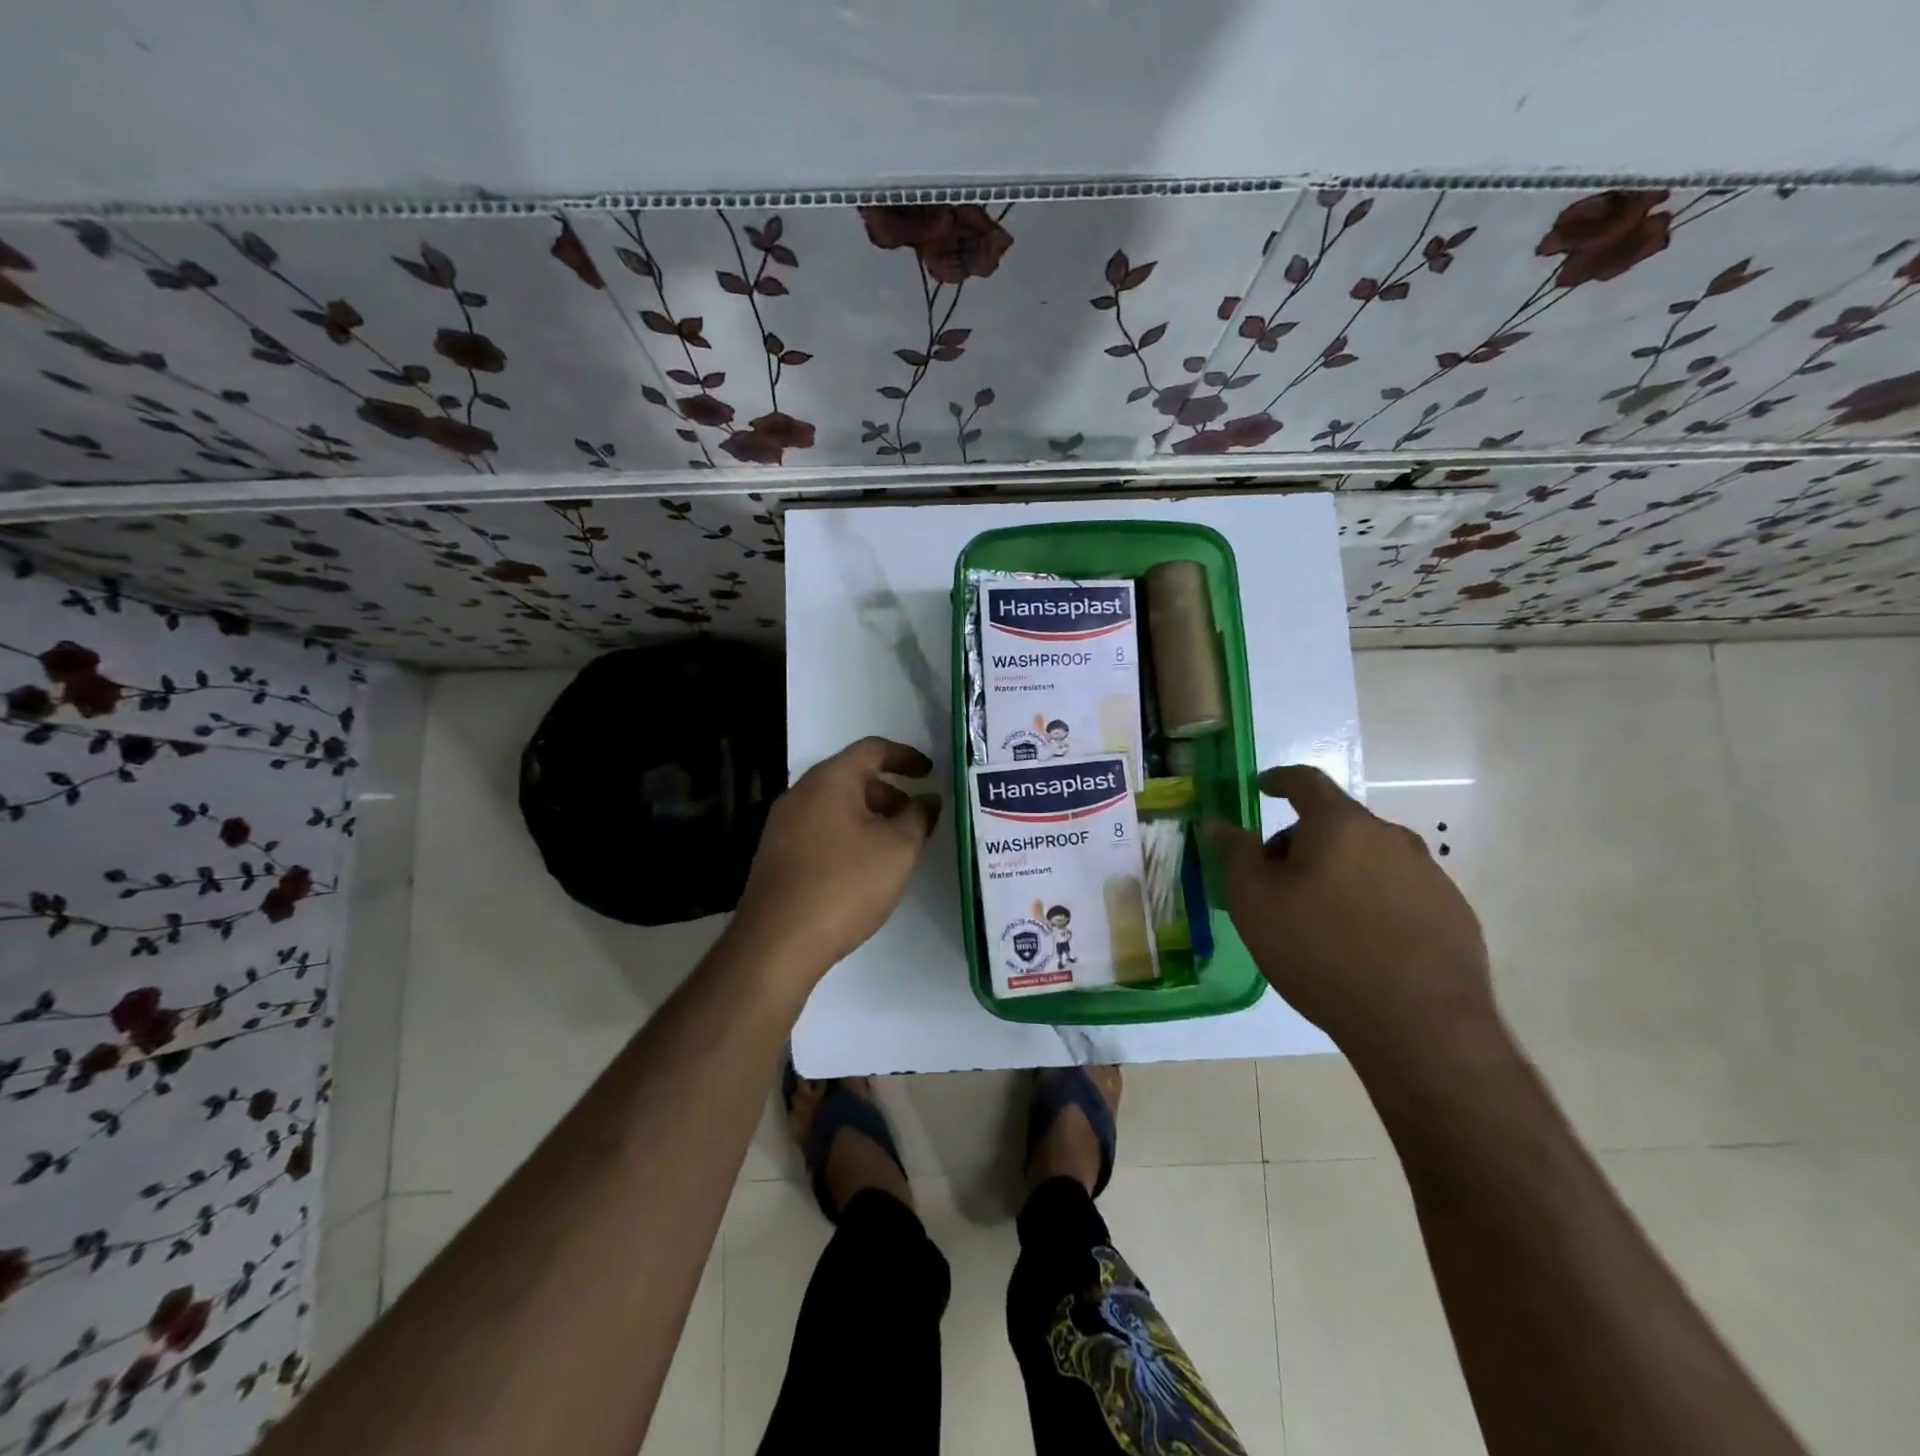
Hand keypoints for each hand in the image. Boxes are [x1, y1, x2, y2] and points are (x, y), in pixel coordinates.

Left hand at [732, 736, 941, 975]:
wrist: (777, 942)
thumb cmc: (845, 884)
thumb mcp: (897, 849)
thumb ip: (918, 817)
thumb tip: (928, 800)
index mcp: (829, 780)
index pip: (872, 749)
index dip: (906, 757)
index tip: (930, 773)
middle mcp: (801, 793)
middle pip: (852, 778)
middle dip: (890, 793)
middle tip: (918, 818)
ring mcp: (783, 825)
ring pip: (836, 807)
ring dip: (870, 817)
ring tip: (896, 848)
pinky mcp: (776, 856)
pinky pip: (820, 830)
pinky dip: (848, 836)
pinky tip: (863, 869)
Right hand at [1207, 766, 1498, 1076]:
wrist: (1420, 1027)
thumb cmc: (1320, 952)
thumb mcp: (1254, 903)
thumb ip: (1234, 853)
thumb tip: (1218, 822)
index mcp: (1340, 825)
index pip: (1306, 781)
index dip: (1279, 779)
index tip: (1262, 788)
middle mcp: (1390, 837)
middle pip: (1336, 823)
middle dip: (1302, 841)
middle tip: (1277, 881)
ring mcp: (1429, 874)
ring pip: (1369, 857)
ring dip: (1339, 872)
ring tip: (1320, 919)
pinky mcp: (1453, 912)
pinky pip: (1399, 890)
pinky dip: (1373, 900)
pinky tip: (1363, 944)